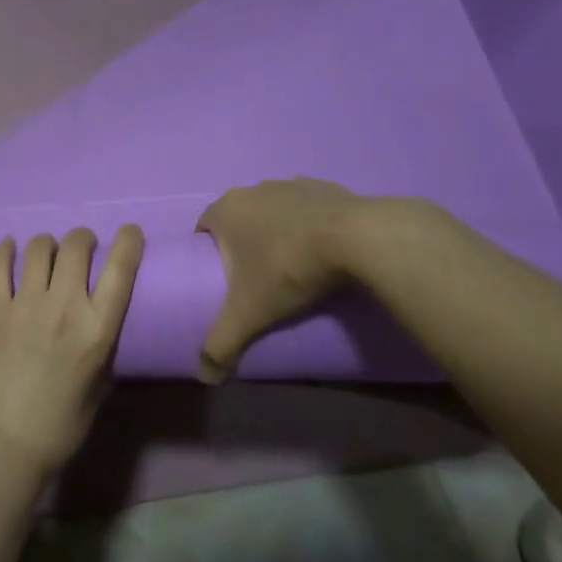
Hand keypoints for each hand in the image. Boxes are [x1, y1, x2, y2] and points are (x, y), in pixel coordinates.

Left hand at [0, 227, 144, 478]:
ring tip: (48, 253)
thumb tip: (98, 328)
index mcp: (98, 330)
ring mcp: (25, 305)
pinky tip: (9, 248)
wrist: (3, 447)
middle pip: (77, 246)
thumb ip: (102, 351)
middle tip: (83, 248)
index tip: (130, 232)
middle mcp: (65, 307)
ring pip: (39, 248)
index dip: (129, 241)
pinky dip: (5, 251)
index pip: (121, 268)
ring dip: (48, 244)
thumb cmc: (59, 428)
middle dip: (84, 239)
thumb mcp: (99, 389)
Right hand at [195, 179, 375, 381]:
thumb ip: (221, 345)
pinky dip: (309, 226)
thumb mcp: (248, 314)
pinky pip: (307, 208)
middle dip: (243, 244)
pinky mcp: (326, 187)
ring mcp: (291, 184)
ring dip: (276, 232)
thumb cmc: (289, 268)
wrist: (359, 239)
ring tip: (291, 266)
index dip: (208, 254)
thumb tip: (205, 378)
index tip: (222, 280)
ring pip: (272, 211)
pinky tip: (322, 250)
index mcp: (226, 209)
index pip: (203, 229)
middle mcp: (253, 189)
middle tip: (255, 279)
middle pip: (238, 219)